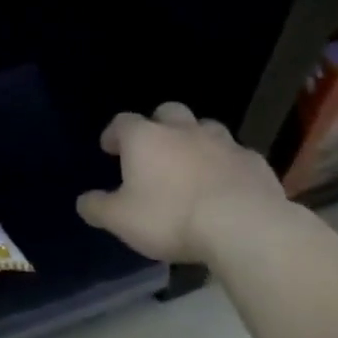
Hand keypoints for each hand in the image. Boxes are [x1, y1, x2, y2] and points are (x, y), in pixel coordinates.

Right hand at [75, 102, 283, 262]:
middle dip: (158, 126)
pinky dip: (225, 164)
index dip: (113, 134)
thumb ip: (98, 207)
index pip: (122, 122)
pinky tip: (224, 185)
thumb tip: (84, 201)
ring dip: (195, 140)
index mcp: (145, 139)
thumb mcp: (120, 220)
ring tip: (190, 164)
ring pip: (205, 128)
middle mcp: (183, 130)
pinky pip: (235, 155)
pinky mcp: (254, 162)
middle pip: (168, 112)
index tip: (110, 149)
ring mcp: (223, 142)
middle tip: (153, 150)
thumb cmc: (169, 217)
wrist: (242, 226)